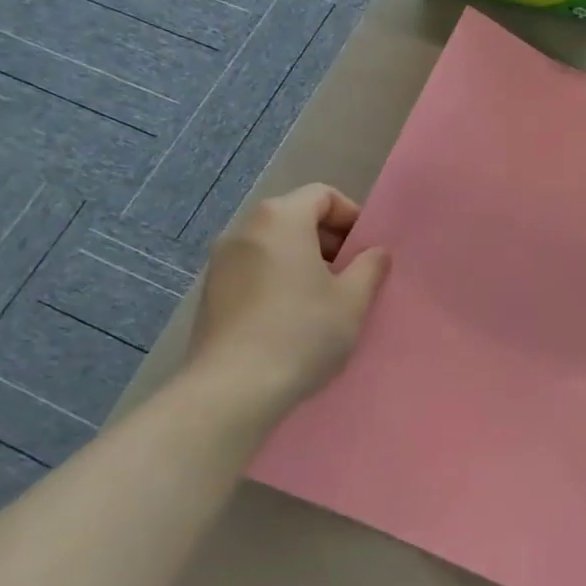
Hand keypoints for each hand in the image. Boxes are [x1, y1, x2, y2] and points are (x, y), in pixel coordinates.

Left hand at [181, 184, 389, 422]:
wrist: (231, 390)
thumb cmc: (301, 333)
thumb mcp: (352, 300)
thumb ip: (370, 267)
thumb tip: (375, 252)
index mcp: (281, 218)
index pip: (322, 195)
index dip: (351, 216)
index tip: (366, 250)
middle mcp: (245, 229)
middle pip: (296, 217)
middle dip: (329, 240)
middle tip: (351, 276)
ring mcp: (221, 262)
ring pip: (274, 245)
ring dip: (304, 262)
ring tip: (324, 300)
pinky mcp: (210, 293)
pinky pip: (254, 270)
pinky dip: (278, 280)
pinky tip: (292, 319)